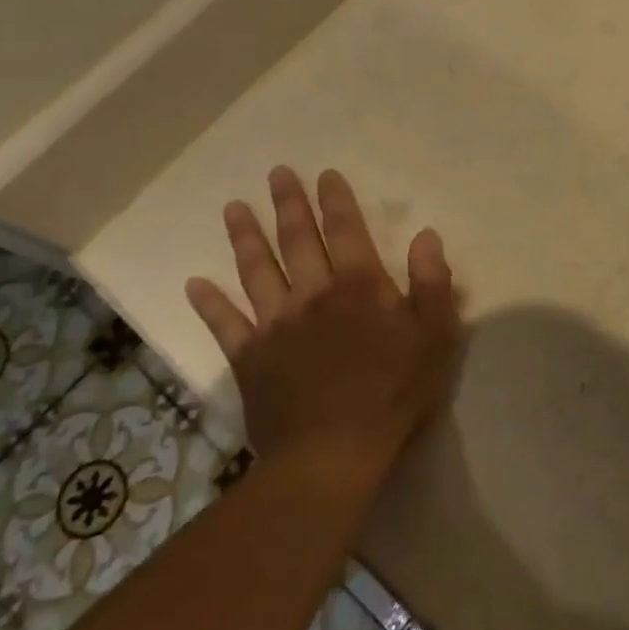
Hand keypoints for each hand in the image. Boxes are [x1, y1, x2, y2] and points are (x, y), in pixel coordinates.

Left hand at [184, 167, 462, 486]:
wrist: (331, 456)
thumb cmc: (392, 394)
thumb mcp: (434, 337)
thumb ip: (432, 283)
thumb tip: (426, 235)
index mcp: (359, 288)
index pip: (347, 232)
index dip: (337, 201)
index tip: (325, 174)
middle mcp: (313, 295)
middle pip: (298, 241)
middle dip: (289, 205)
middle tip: (276, 173)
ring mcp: (276, 326)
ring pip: (258, 272)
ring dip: (246, 238)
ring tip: (233, 208)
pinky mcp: (250, 359)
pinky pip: (225, 325)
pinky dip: (209, 304)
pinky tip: (194, 284)